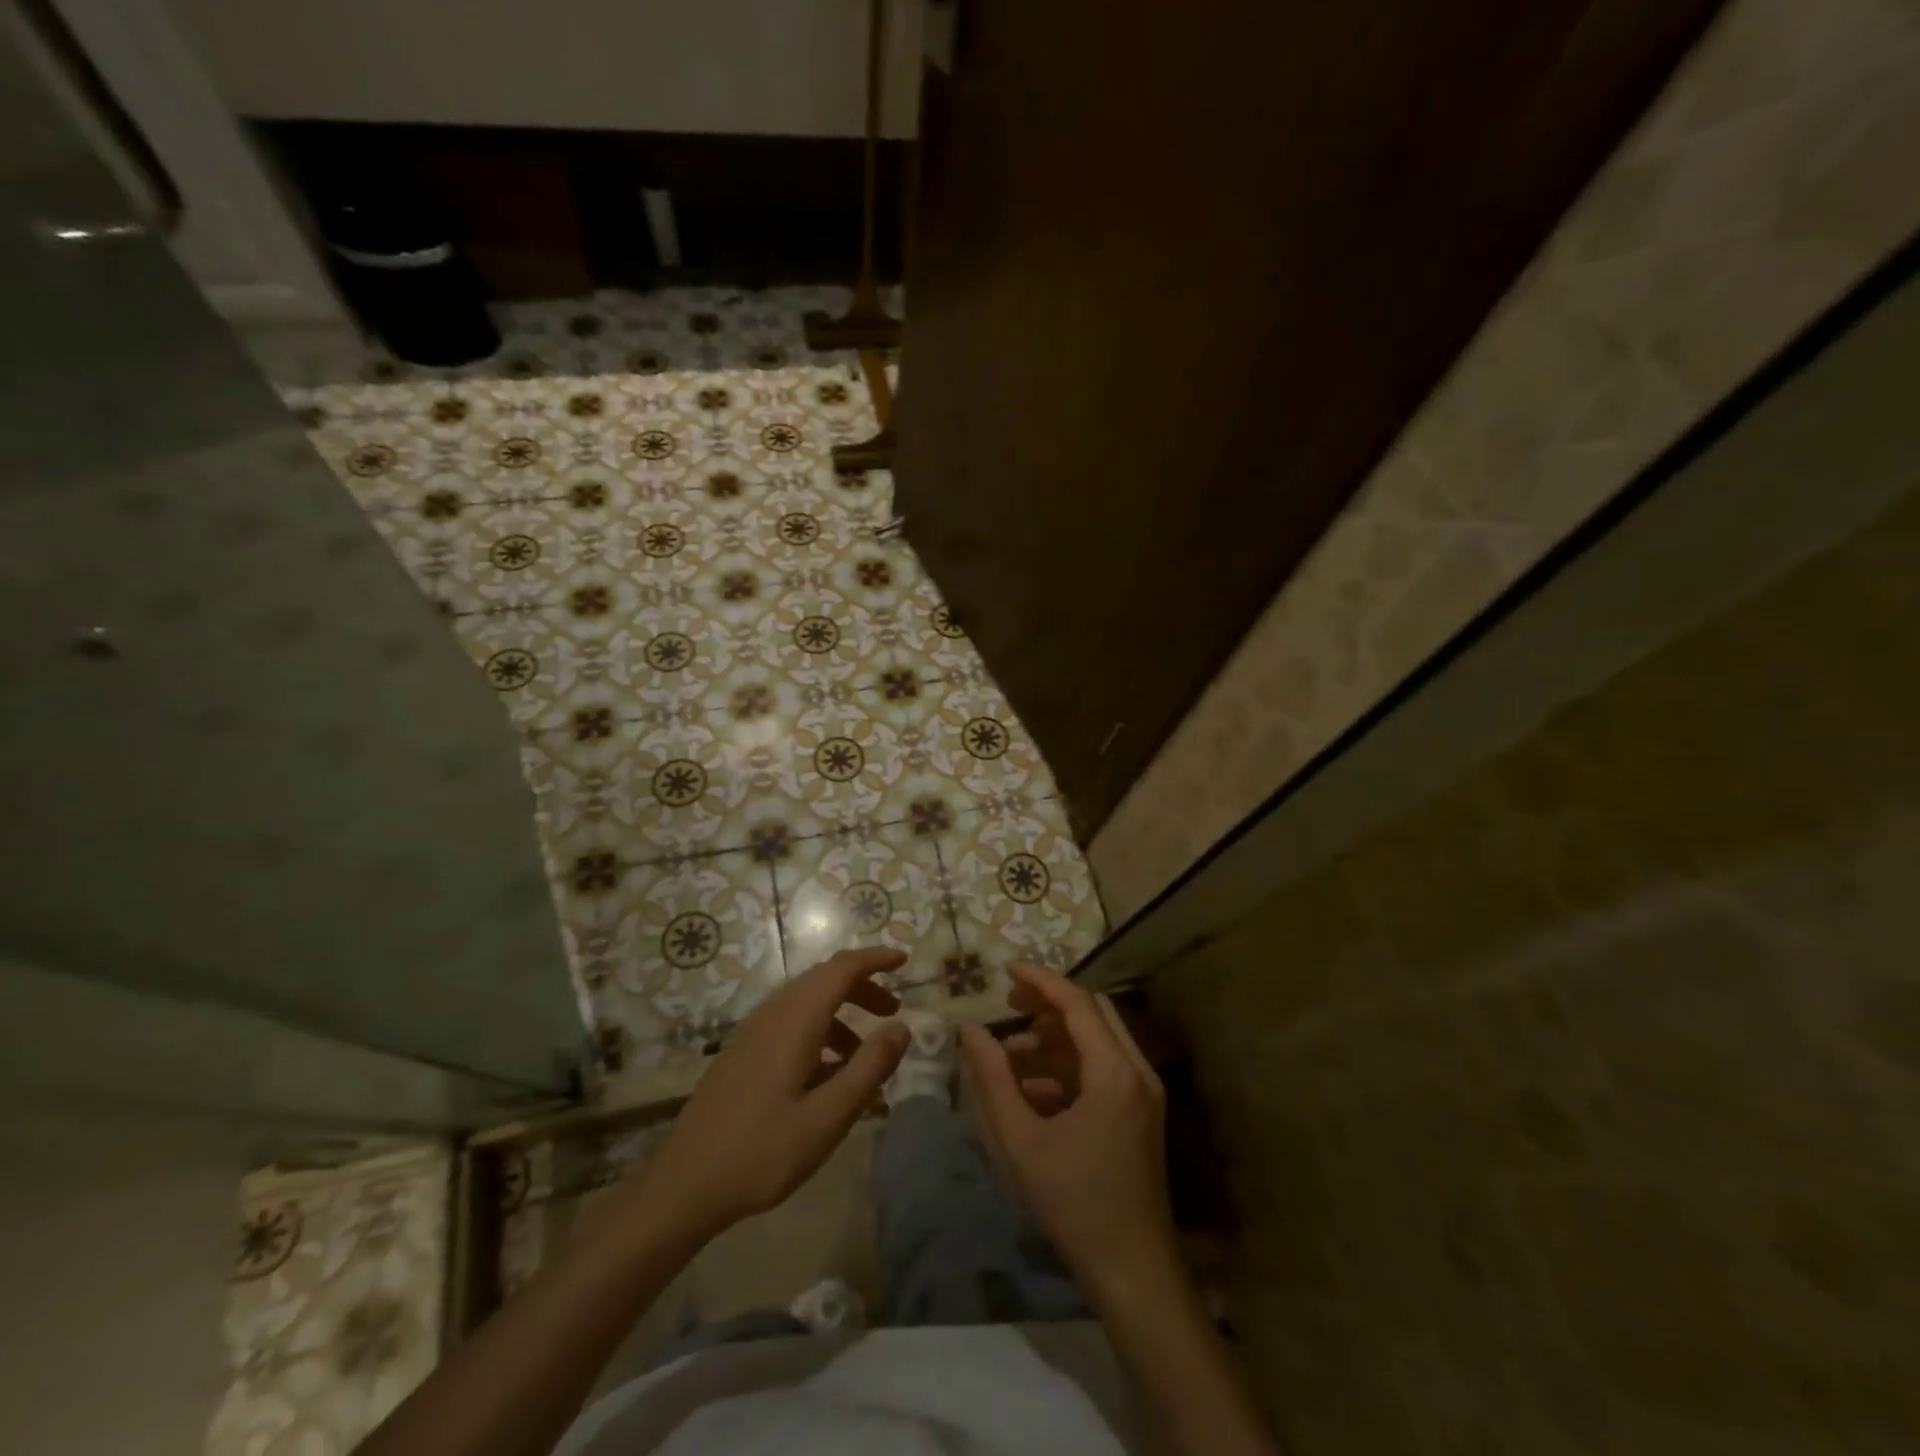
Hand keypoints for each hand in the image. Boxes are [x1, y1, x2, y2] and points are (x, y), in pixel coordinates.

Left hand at [625, 947, 909, 1241]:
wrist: (683, 1185)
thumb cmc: (762, 1152)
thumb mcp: (827, 1117)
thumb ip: (869, 1068)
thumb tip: (902, 1027)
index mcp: (795, 1020)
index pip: (842, 968)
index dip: (875, 959)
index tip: (904, 961)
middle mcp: (773, 1014)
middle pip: (824, 979)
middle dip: (863, 987)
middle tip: (893, 1012)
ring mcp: (752, 1032)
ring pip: (806, 1001)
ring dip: (841, 1012)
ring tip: (864, 1053)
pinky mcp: (742, 1052)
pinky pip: (789, 1022)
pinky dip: (819, 1030)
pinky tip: (826, 1074)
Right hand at [959, 962, 1177, 1294]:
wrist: (1134, 1272)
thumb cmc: (1075, 1204)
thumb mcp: (1022, 1140)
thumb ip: (993, 1078)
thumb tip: (968, 1029)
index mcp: (1114, 1071)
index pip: (1077, 1003)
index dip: (1040, 980)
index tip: (1005, 970)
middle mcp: (1137, 1070)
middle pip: (1093, 1013)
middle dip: (1049, 1003)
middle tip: (1008, 1004)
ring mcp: (1144, 1092)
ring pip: (1098, 1040)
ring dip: (1056, 1038)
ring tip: (1009, 1055)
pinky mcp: (1141, 1113)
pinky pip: (1103, 1069)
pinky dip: (1068, 1066)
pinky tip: (1032, 1089)